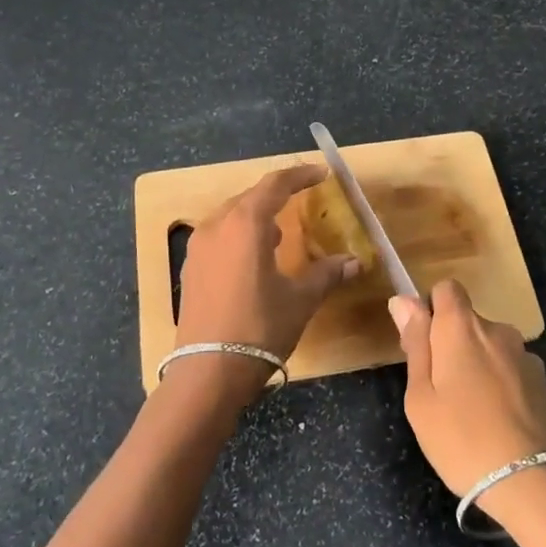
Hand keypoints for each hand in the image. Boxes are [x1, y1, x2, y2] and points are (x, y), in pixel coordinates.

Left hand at [170, 164, 358, 402]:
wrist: (207, 372)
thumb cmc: (259, 329)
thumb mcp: (300, 300)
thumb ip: (326, 274)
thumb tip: (355, 262)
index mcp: (245, 224)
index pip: (274, 185)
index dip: (299, 175)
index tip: (321, 174)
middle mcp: (217, 226)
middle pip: (249, 197)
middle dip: (276, 195)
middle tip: (302, 199)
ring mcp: (198, 248)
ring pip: (230, 217)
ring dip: (256, 217)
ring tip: (280, 233)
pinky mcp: (190, 269)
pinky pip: (218, 237)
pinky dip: (239, 236)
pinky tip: (254, 259)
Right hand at [390, 280, 545, 513]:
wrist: (532, 482)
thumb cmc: (461, 439)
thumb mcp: (421, 397)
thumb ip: (415, 344)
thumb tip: (404, 301)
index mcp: (462, 327)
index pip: (446, 288)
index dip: (431, 308)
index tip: (424, 344)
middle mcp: (497, 330)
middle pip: (468, 321)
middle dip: (452, 344)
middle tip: (440, 391)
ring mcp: (525, 355)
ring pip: (491, 348)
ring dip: (479, 366)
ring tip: (472, 413)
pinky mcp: (544, 382)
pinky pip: (511, 370)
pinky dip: (502, 385)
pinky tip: (498, 423)